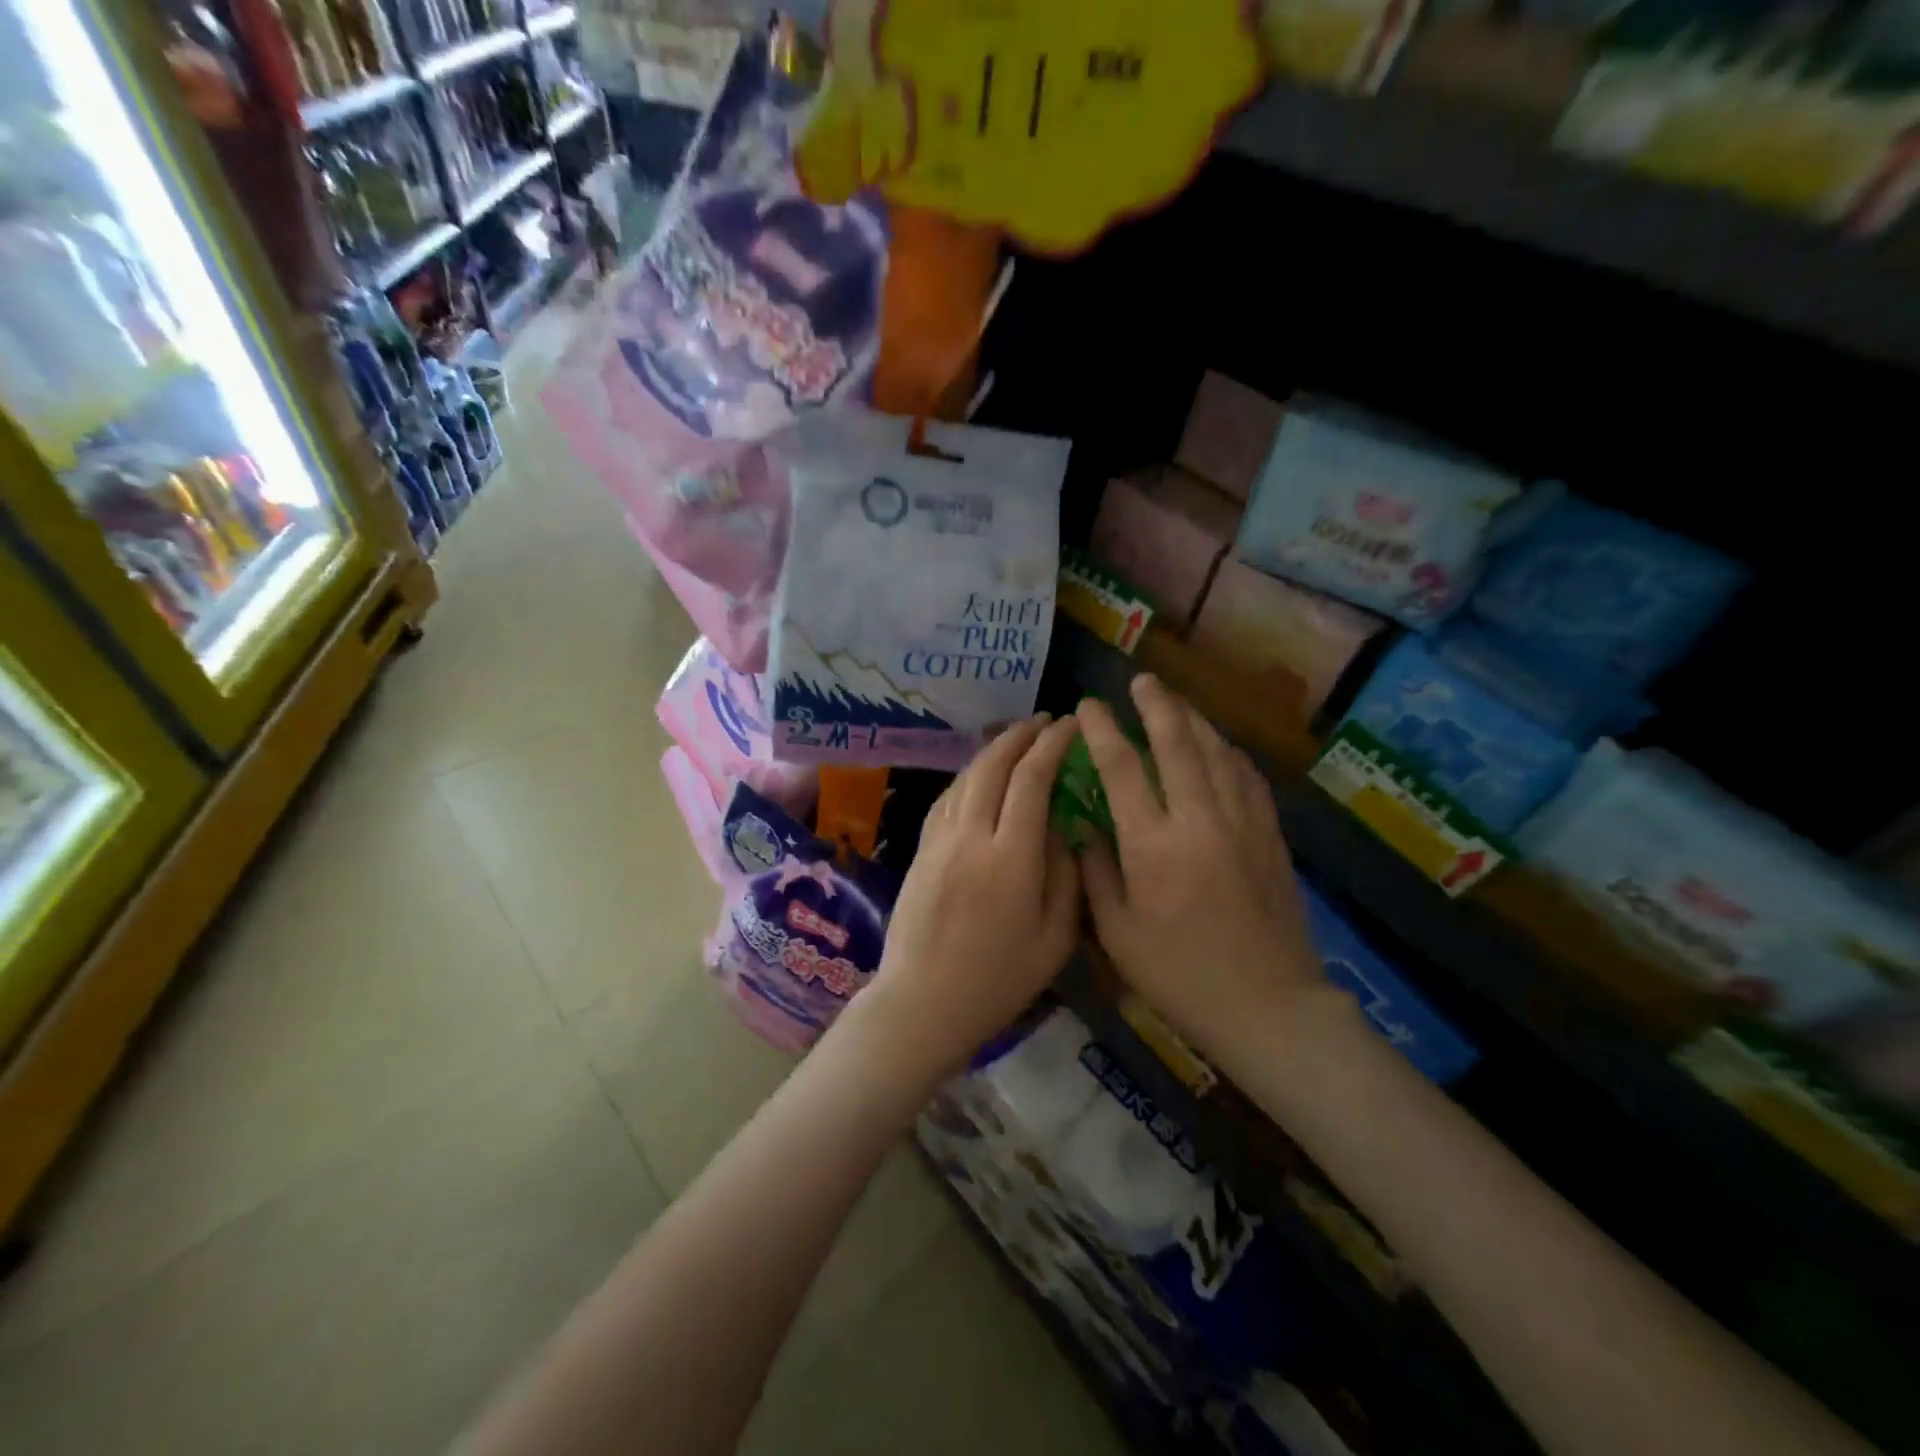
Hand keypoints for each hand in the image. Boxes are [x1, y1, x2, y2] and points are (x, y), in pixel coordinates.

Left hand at [858, 714, 1083, 1079]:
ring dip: (991, 751)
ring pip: (965, 778)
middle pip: (993, 767)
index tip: (1070, 726)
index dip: (1052, 746)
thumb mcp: (1055, 940)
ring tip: (1015, 738)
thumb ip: (1066, 878)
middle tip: (1044, 721)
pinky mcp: (920, 851)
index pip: (1032, 781)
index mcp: (1011, 858)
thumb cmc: (998, 981)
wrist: (922, 1003)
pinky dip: (967, 778)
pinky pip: (945, 800)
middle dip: (1020, 736)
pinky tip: (978, 776)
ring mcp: (939, 841)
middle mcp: (971, 837)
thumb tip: (1067, 830)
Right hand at [1077, 676, 1326, 1054]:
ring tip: (1175, 702)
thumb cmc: (1180, 976)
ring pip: (1217, 752)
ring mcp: (1241, 823)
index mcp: (1153, 844)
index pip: (1122, 767)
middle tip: (1141, 680)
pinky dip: (1229, 752)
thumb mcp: (1118, 934)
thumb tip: (1082, 827)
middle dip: (1156, 705)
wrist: (1268, 1006)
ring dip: (1194, 719)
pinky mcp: (1270, 835)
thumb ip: (1096, 872)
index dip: (1103, 731)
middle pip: (1177, 743)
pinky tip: (1219, 746)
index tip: (1089, 707)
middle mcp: (1199, 820)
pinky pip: (1248, 777)